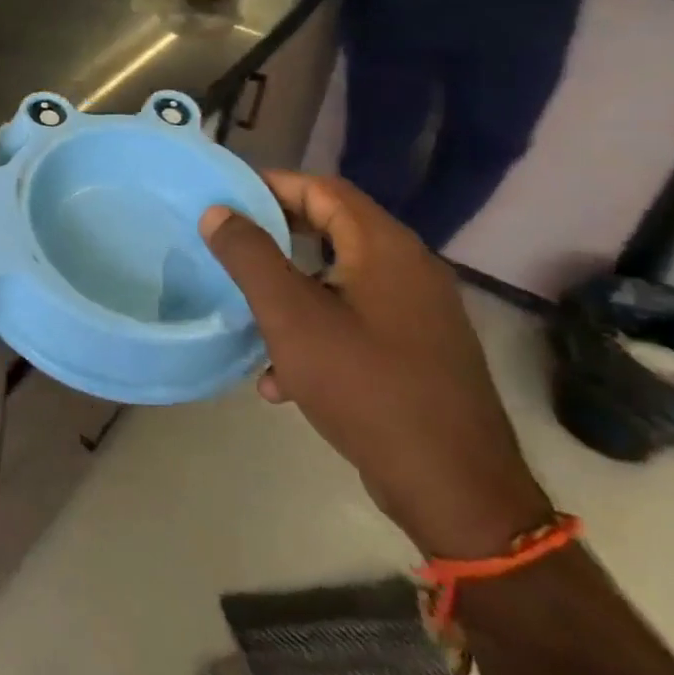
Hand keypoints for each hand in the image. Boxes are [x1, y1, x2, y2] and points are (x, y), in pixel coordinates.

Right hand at [201, 173, 550, 559]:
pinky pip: (355, 321)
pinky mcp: (417, 352)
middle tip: (229, 244)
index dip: (273, 185)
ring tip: (247, 312)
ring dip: (290, 290)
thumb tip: (218, 212)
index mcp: (386, 249)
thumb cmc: (366, 387)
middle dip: (276, 235)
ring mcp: (418, 314)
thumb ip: (250, 257)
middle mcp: (410, 270)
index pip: (324, 189)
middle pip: (333, 229)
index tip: (227, 197)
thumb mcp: (291, 317)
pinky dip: (315, 331)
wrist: (454, 489)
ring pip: (338, 279)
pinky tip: (279, 378)